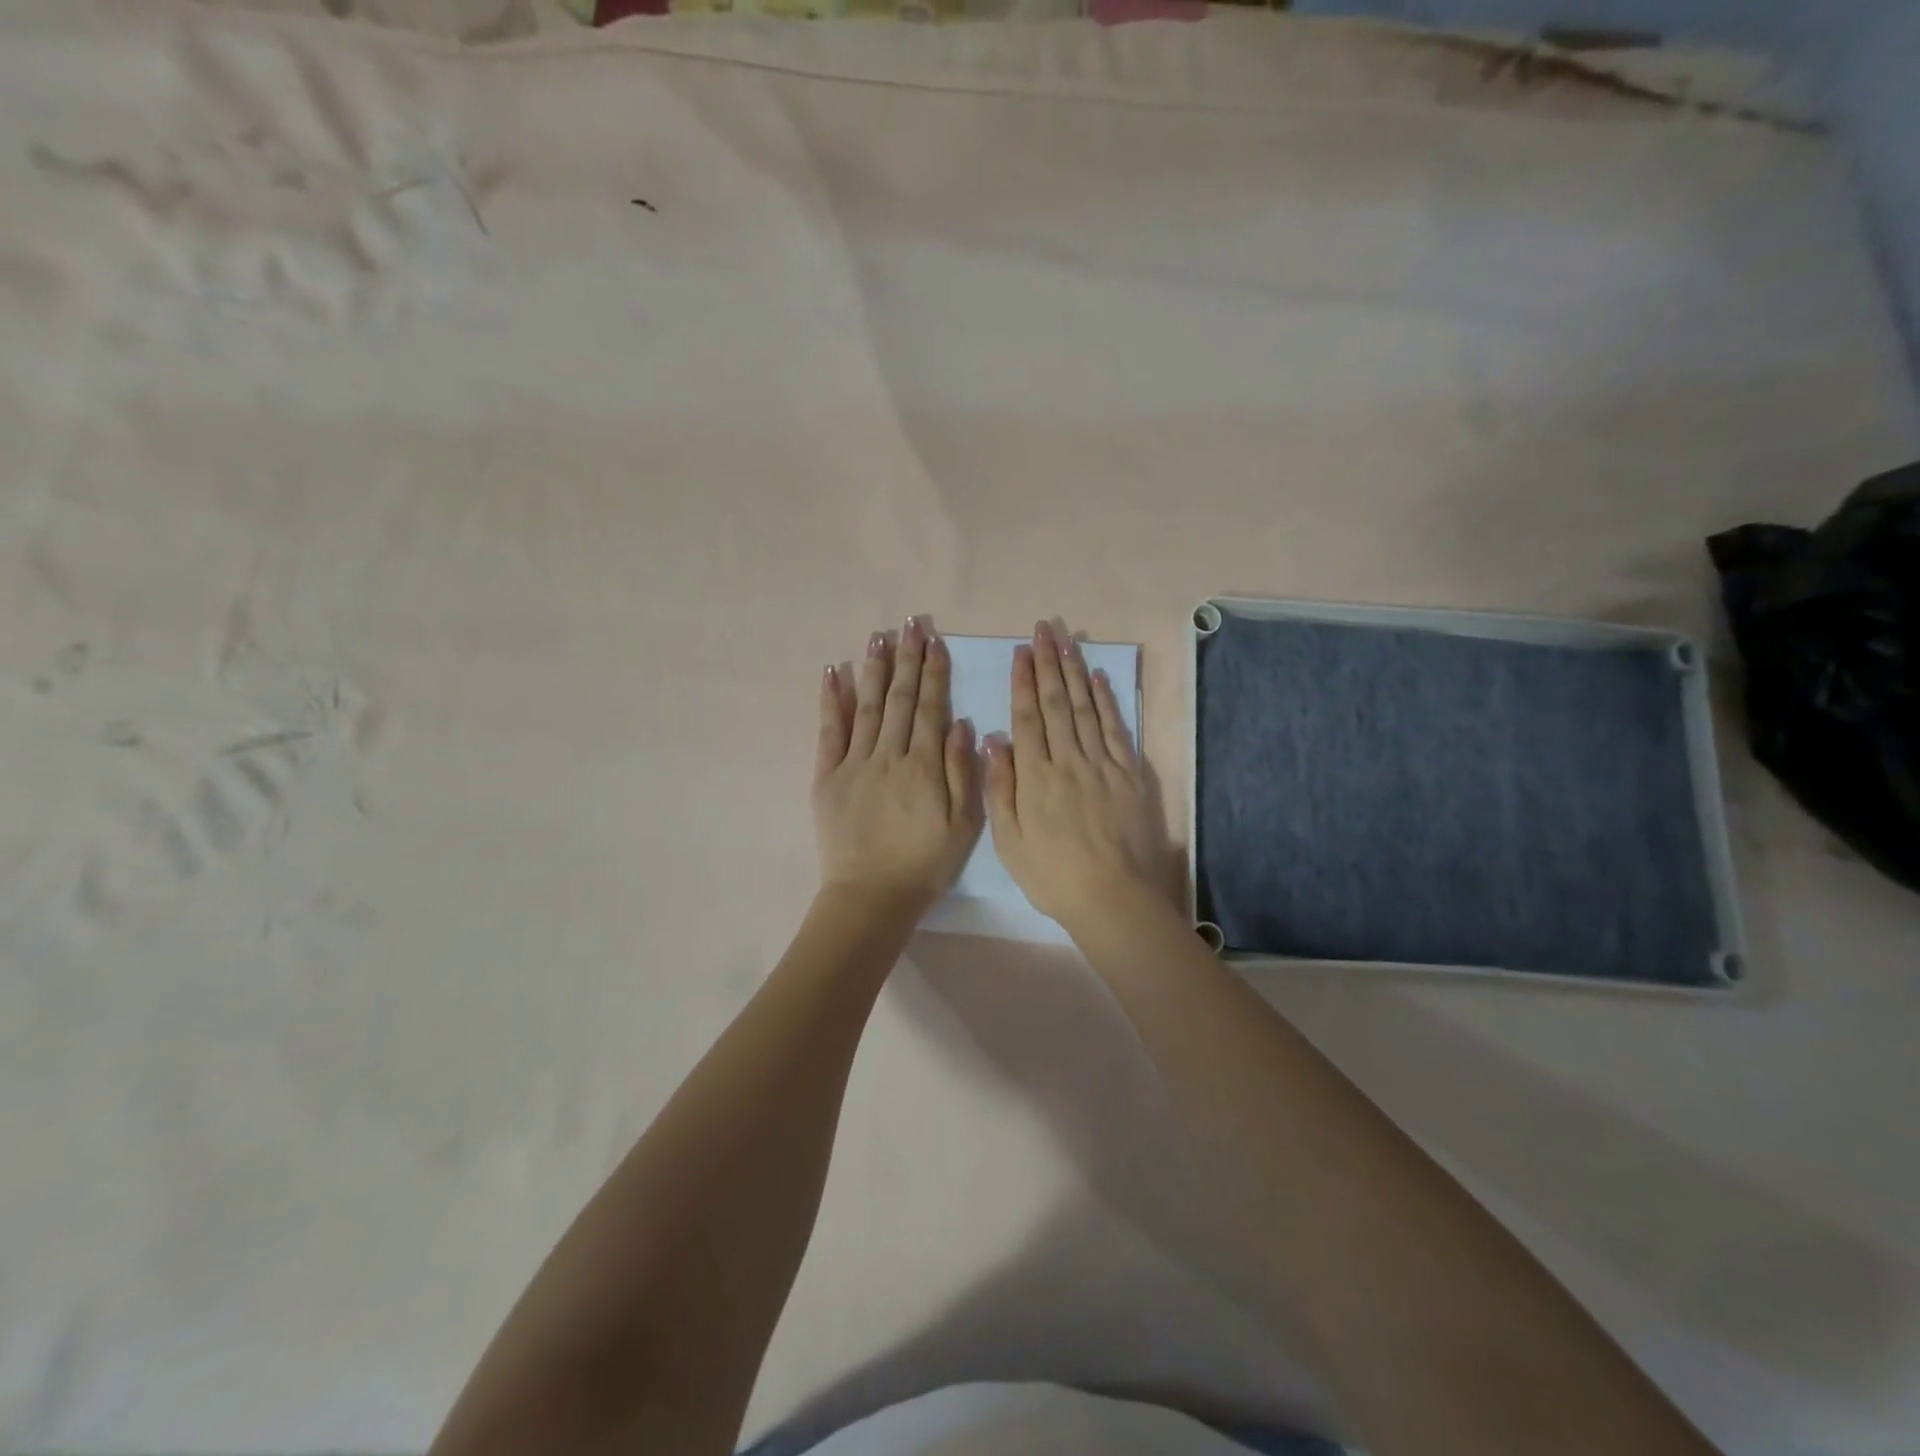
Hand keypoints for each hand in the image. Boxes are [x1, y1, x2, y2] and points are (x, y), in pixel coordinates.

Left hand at [813, 618, 982, 906]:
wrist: (871, 895)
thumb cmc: (924, 864)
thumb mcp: (963, 826)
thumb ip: (963, 773)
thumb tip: (961, 724)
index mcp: (924, 767)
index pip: (931, 709)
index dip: (934, 673)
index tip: (935, 642)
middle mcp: (889, 755)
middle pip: (901, 699)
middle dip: (908, 659)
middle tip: (911, 624)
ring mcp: (854, 763)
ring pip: (867, 706)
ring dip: (875, 669)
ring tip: (880, 636)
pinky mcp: (827, 776)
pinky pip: (829, 731)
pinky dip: (832, 700)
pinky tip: (835, 672)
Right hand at [985, 620, 1165, 928]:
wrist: (1112, 897)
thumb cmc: (1052, 874)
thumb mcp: (1009, 840)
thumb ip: (1000, 787)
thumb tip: (992, 739)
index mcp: (1036, 776)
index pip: (1027, 717)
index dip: (1023, 681)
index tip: (1021, 651)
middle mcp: (1068, 759)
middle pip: (1056, 703)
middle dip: (1048, 663)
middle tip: (1044, 629)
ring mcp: (1102, 764)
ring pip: (1085, 708)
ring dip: (1075, 671)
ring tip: (1067, 640)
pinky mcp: (1129, 774)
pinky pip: (1116, 728)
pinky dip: (1106, 701)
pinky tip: (1098, 679)